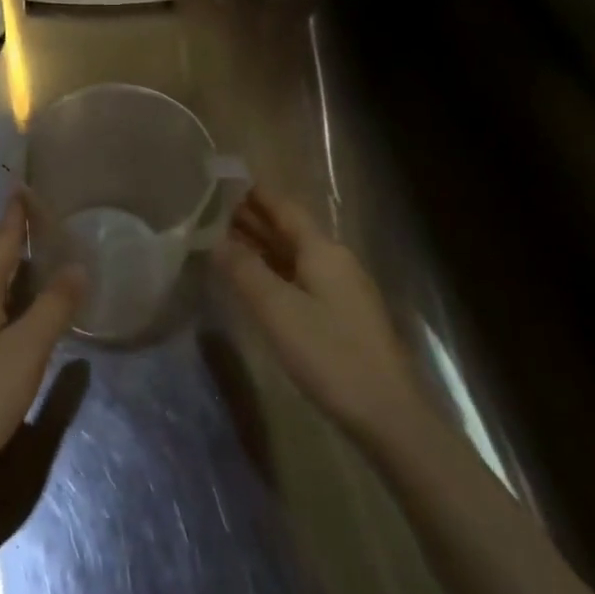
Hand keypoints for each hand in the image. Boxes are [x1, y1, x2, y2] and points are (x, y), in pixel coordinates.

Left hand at [0, 197, 85, 490]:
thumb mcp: (28, 350)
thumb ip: (54, 306)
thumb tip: (77, 266)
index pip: (1, 237)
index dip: (18, 214)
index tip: (28, 187)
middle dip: (17, 238)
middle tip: (49, 223)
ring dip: (10, 267)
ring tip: (41, 259)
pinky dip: (1, 292)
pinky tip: (16, 306)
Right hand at [212, 187, 425, 438]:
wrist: (386, 413)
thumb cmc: (329, 353)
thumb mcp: (277, 309)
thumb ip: (243, 270)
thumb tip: (214, 239)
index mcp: (322, 250)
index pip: (283, 208)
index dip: (253, 193)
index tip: (221, 180)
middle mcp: (334, 261)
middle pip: (288, 230)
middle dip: (251, 218)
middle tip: (208, 209)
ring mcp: (339, 289)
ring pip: (292, 255)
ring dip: (259, 245)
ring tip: (220, 238)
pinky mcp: (339, 315)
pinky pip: (298, 278)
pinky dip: (271, 271)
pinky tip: (251, 280)